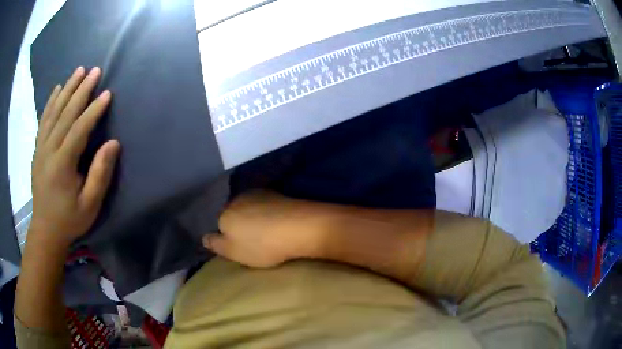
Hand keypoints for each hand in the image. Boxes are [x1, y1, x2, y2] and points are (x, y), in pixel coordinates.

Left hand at [30, 66, 119, 246]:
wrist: (45, 230)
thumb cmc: (70, 219)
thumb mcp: (89, 205)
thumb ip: (100, 174)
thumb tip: (112, 144)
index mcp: (62, 165)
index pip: (79, 129)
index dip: (93, 110)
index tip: (107, 93)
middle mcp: (49, 150)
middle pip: (65, 114)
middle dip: (81, 90)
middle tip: (94, 71)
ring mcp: (41, 148)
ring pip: (54, 112)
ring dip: (66, 89)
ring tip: (78, 71)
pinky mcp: (38, 149)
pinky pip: (43, 120)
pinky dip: (50, 102)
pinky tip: (57, 89)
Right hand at [203, 191, 324, 267]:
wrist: (298, 226)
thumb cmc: (261, 244)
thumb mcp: (233, 252)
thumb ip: (215, 244)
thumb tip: (203, 237)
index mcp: (224, 213)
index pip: (219, 224)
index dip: (227, 236)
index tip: (239, 246)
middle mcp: (237, 199)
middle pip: (233, 213)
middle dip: (239, 225)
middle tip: (252, 240)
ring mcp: (257, 194)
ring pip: (249, 208)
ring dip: (254, 218)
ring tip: (266, 232)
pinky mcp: (275, 193)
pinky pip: (264, 205)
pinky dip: (267, 213)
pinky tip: (276, 222)